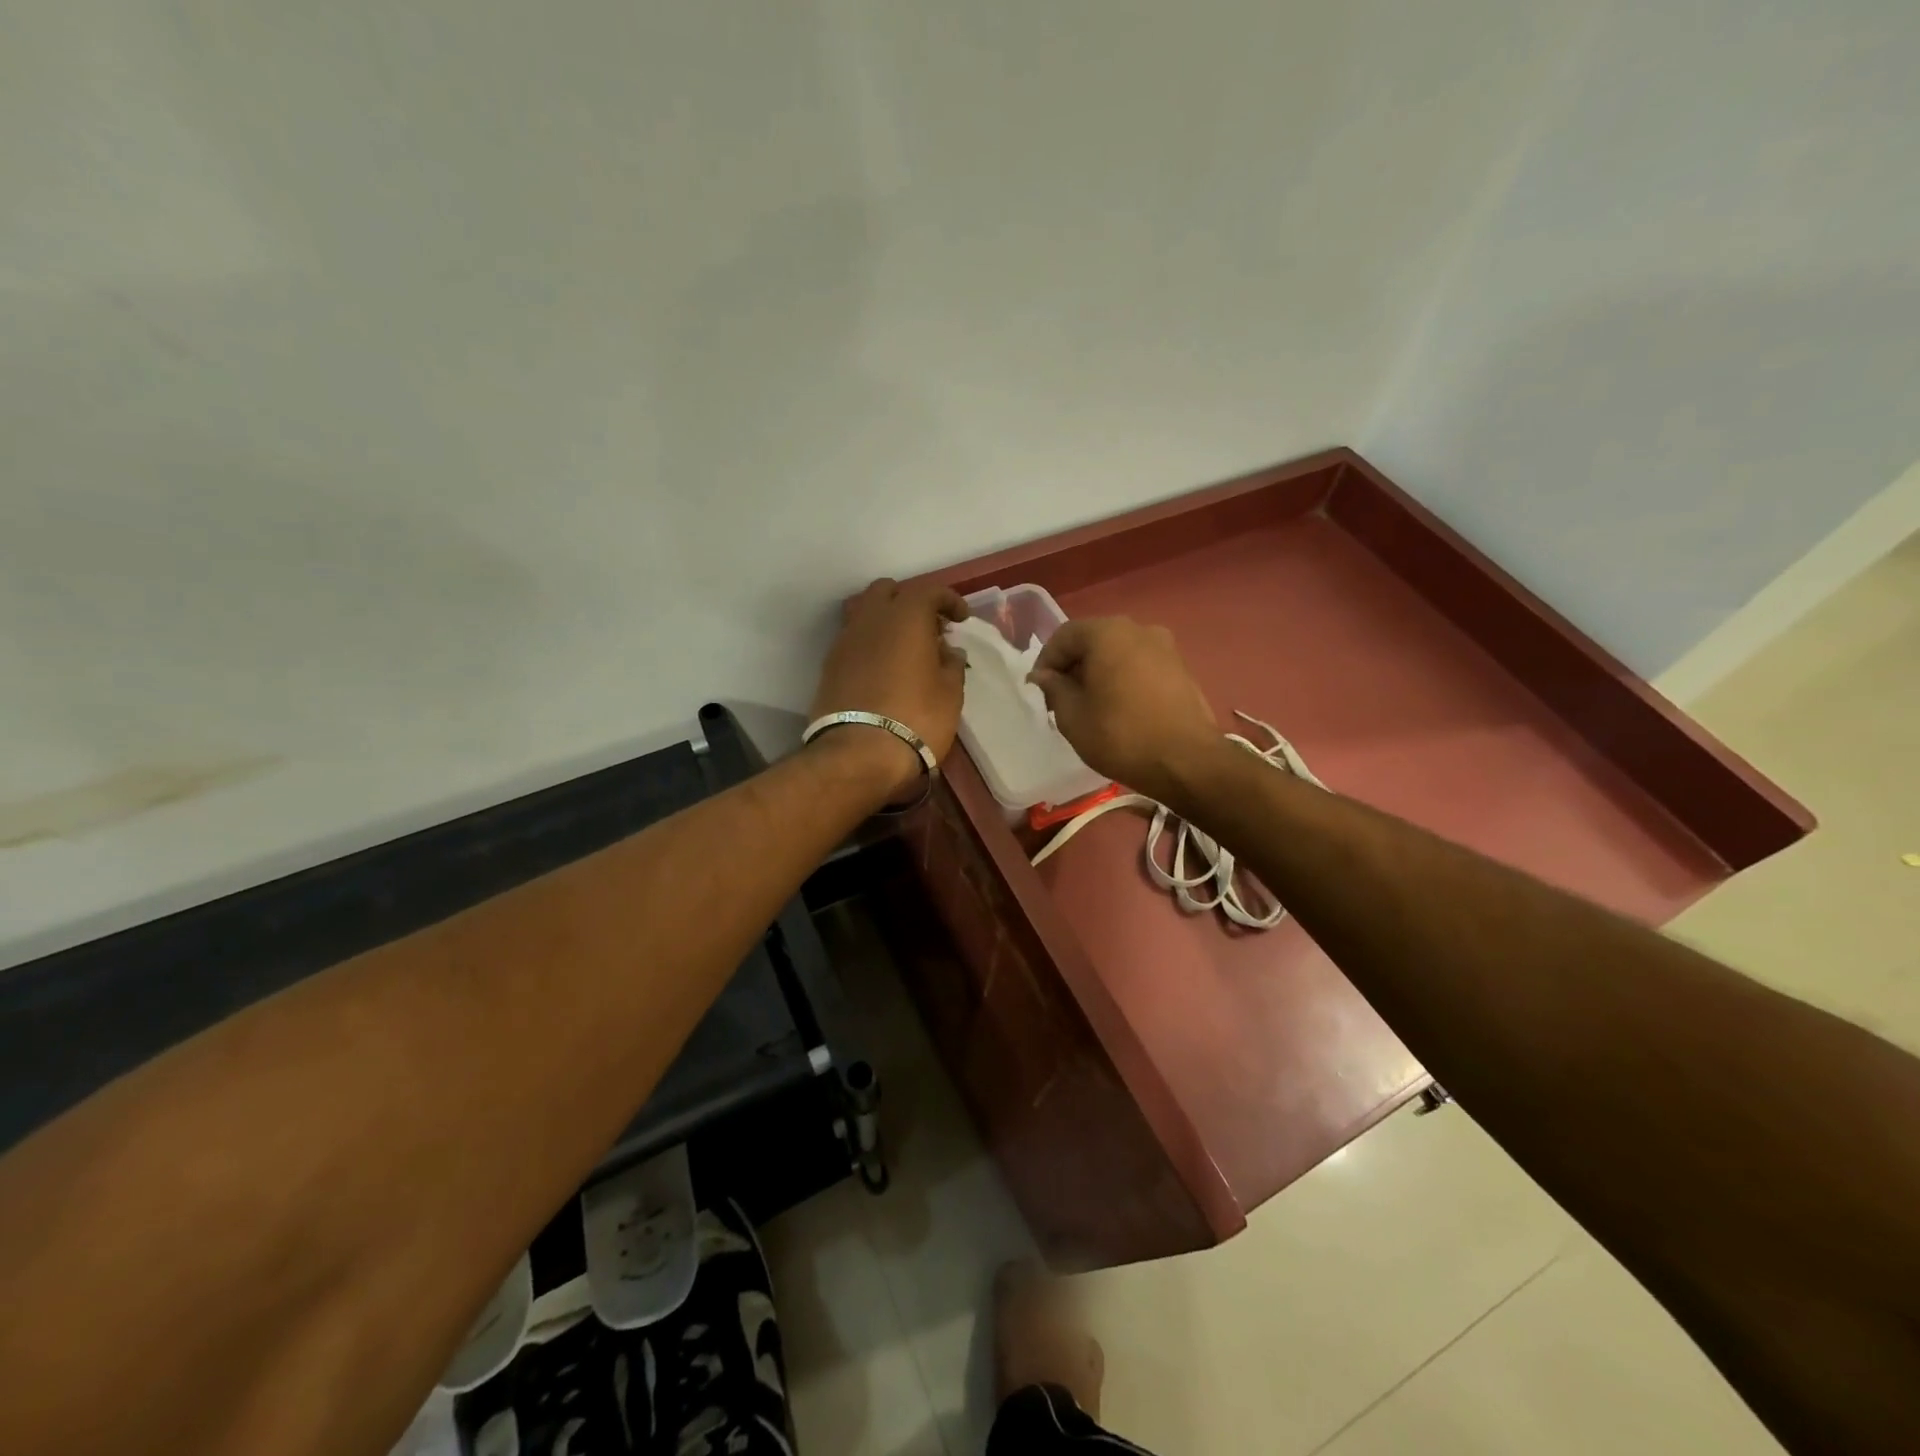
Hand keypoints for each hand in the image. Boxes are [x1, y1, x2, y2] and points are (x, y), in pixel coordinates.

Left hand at [809, 578, 969, 799]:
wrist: (858, 754)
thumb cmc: (916, 718)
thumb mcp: (950, 694)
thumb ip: (951, 665)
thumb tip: (948, 652)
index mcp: (905, 617)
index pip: (928, 590)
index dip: (948, 600)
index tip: (961, 619)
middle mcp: (871, 619)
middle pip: (887, 591)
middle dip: (910, 601)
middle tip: (930, 627)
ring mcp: (845, 641)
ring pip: (864, 612)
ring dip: (886, 620)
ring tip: (904, 646)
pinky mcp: (830, 666)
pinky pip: (853, 639)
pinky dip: (870, 643)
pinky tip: (884, 667)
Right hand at [1027, 617, 1219, 803]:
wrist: (1188, 762)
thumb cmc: (1121, 736)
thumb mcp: (1073, 717)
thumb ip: (1053, 689)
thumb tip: (1044, 676)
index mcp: (1108, 633)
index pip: (1064, 636)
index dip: (1046, 662)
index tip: (1039, 691)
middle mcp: (1139, 629)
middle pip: (1093, 640)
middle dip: (1073, 666)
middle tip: (1061, 699)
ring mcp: (1166, 647)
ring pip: (1119, 653)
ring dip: (1099, 673)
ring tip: (1090, 706)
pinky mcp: (1181, 669)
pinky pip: (1141, 665)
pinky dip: (1123, 679)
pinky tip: (1119, 708)